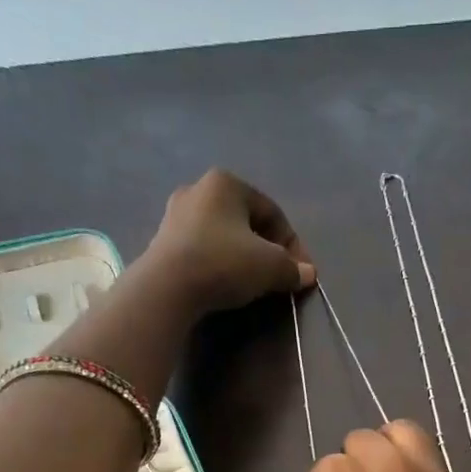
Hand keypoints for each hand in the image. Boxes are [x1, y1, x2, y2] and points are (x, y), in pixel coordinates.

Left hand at [139, 169, 315, 314]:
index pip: (273, 213)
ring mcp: (175, 215)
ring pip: (223, 236)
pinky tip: (224, 283)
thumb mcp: (270, 266)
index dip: (293, 245)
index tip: (301, 273)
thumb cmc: (224, 264)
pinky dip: (218, 264)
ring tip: (253, 282)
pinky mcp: (162, 242)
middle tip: (278, 277)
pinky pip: (202, 250)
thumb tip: (308, 274)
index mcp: (226, 183)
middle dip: (266, 249)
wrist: (167, 288)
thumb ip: (292, 269)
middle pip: (246, 222)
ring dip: (242, 257)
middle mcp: (198, 189)